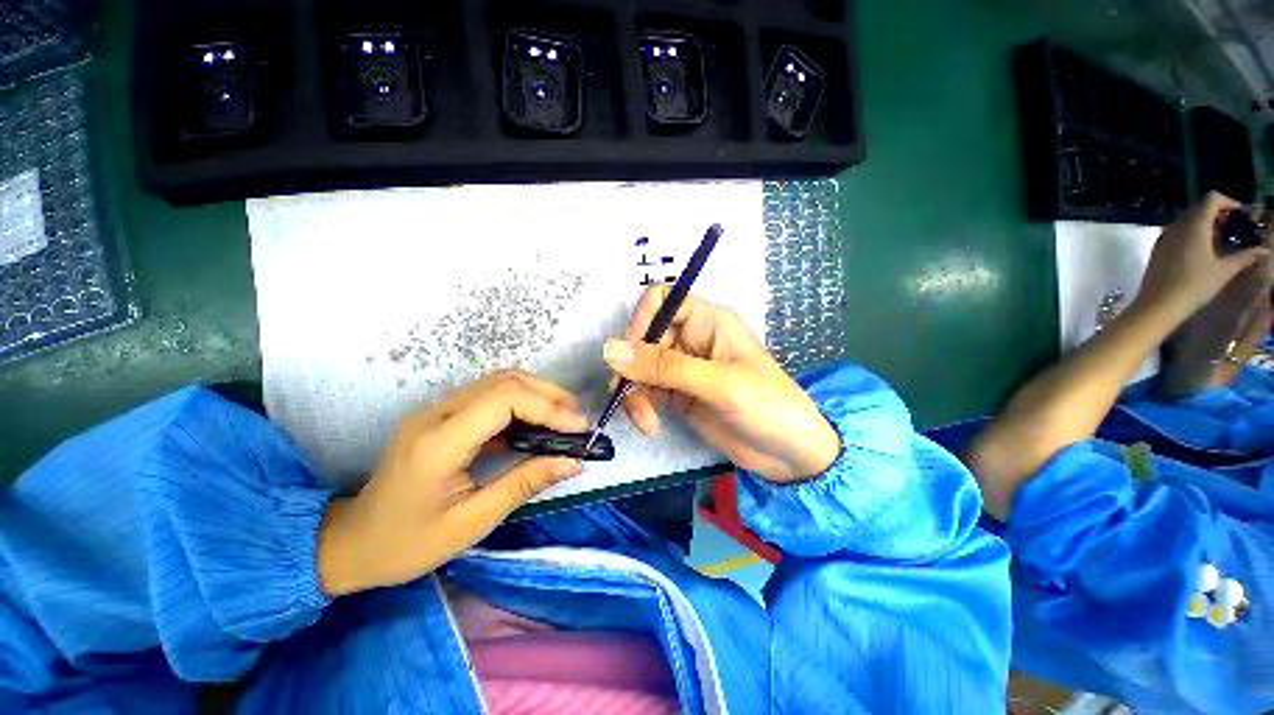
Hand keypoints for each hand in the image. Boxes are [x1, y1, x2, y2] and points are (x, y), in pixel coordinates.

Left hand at [317, 370, 587, 595]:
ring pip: (500, 380)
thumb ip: (525, 483)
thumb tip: (575, 461)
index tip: (578, 429)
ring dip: (540, 393)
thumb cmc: (409, 543)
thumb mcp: (472, 522)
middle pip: (505, 380)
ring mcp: (437, 409)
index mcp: (439, 443)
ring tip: (566, 419)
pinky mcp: (444, 413)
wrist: (354, 542)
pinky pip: (492, 394)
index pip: (503, 399)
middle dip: (550, 395)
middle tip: (579, 422)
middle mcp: (436, 413)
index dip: (548, 406)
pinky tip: (540, 422)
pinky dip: (524, 401)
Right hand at [603, 286, 840, 482]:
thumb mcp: (717, 383)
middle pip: (643, 339)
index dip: (642, 320)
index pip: (662, 301)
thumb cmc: (766, 405)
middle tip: (635, 398)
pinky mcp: (677, 395)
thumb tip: (610, 350)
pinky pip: (646, 392)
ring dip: (635, 394)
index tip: (631, 353)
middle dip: (634, 369)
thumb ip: (664, 367)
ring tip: (647, 422)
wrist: (789, 454)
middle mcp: (691, 340)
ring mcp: (682, 369)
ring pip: (639, 369)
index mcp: (707, 322)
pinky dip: (642, 408)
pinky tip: (651, 427)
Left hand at [1135, 191, 1270, 322]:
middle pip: (1199, 207)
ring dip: (1204, 222)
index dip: (1228, 201)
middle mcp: (1177, 225)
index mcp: (1194, 225)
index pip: (1211, 198)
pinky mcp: (1158, 248)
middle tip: (1233, 225)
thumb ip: (1244, 256)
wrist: (1158, 304)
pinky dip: (1192, 232)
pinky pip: (1177, 231)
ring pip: (1187, 219)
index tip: (1242, 214)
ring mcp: (1164, 236)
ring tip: (1221, 237)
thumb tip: (1263, 250)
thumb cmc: (1194, 285)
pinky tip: (1202, 247)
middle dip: (1218, 212)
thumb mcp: (1224, 270)